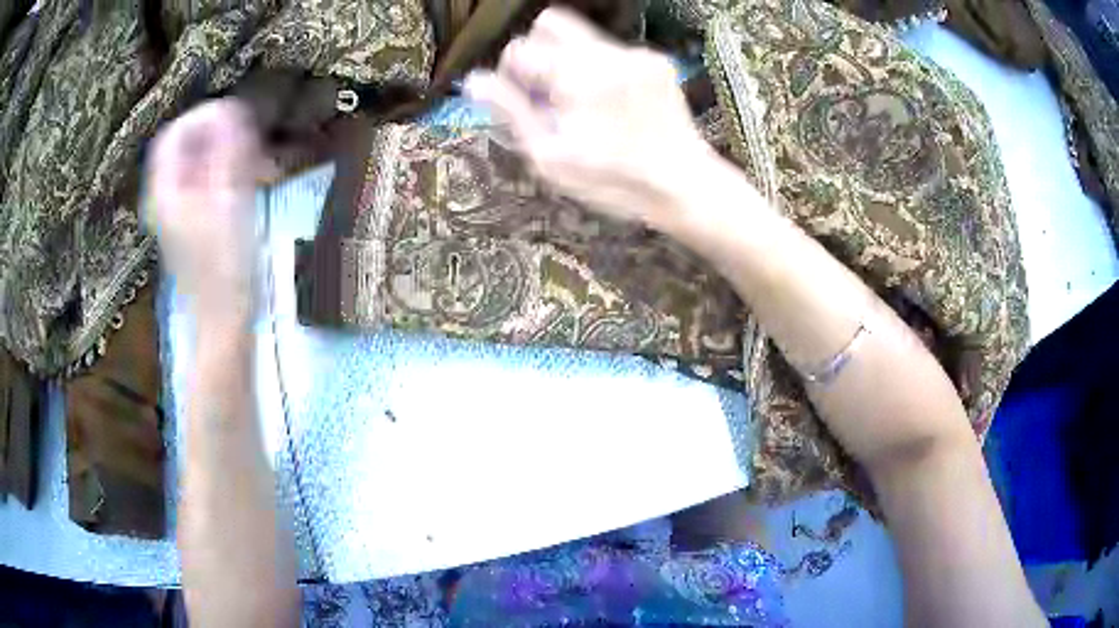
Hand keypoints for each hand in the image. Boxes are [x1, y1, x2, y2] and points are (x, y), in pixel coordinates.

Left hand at [147, 99, 270, 325]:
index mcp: (165, 192)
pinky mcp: (192, 221)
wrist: (223, 320)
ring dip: (228, 152)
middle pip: (187, 145)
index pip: (174, 133)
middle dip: (221, 134)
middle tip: (253, 141)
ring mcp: (177, 210)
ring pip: (198, 161)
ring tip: (257, 161)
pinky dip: (227, 171)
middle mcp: (165, 196)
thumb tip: (231, 107)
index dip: (204, 116)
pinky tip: (250, 180)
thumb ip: (227, 151)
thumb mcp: (229, 201)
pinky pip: (205, 180)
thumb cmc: (225, 266)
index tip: (238, 115)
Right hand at [464, 8, 711, 229]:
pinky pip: (612, 50)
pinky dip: (600, 69)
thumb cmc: (613, 180)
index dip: (510, 75)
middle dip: (537, 52)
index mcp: (576, 76)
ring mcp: (637, 53)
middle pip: (550, 22)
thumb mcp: (550, 156)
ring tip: (583, 103)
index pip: (519, 49)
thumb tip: (473, 81)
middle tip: (546, 91)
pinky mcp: (657, 60)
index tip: (523, 101)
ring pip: (582, 36)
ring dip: (568, 61)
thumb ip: (511, 112)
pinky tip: (613, 103)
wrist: (685, 185)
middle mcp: (607, 52)